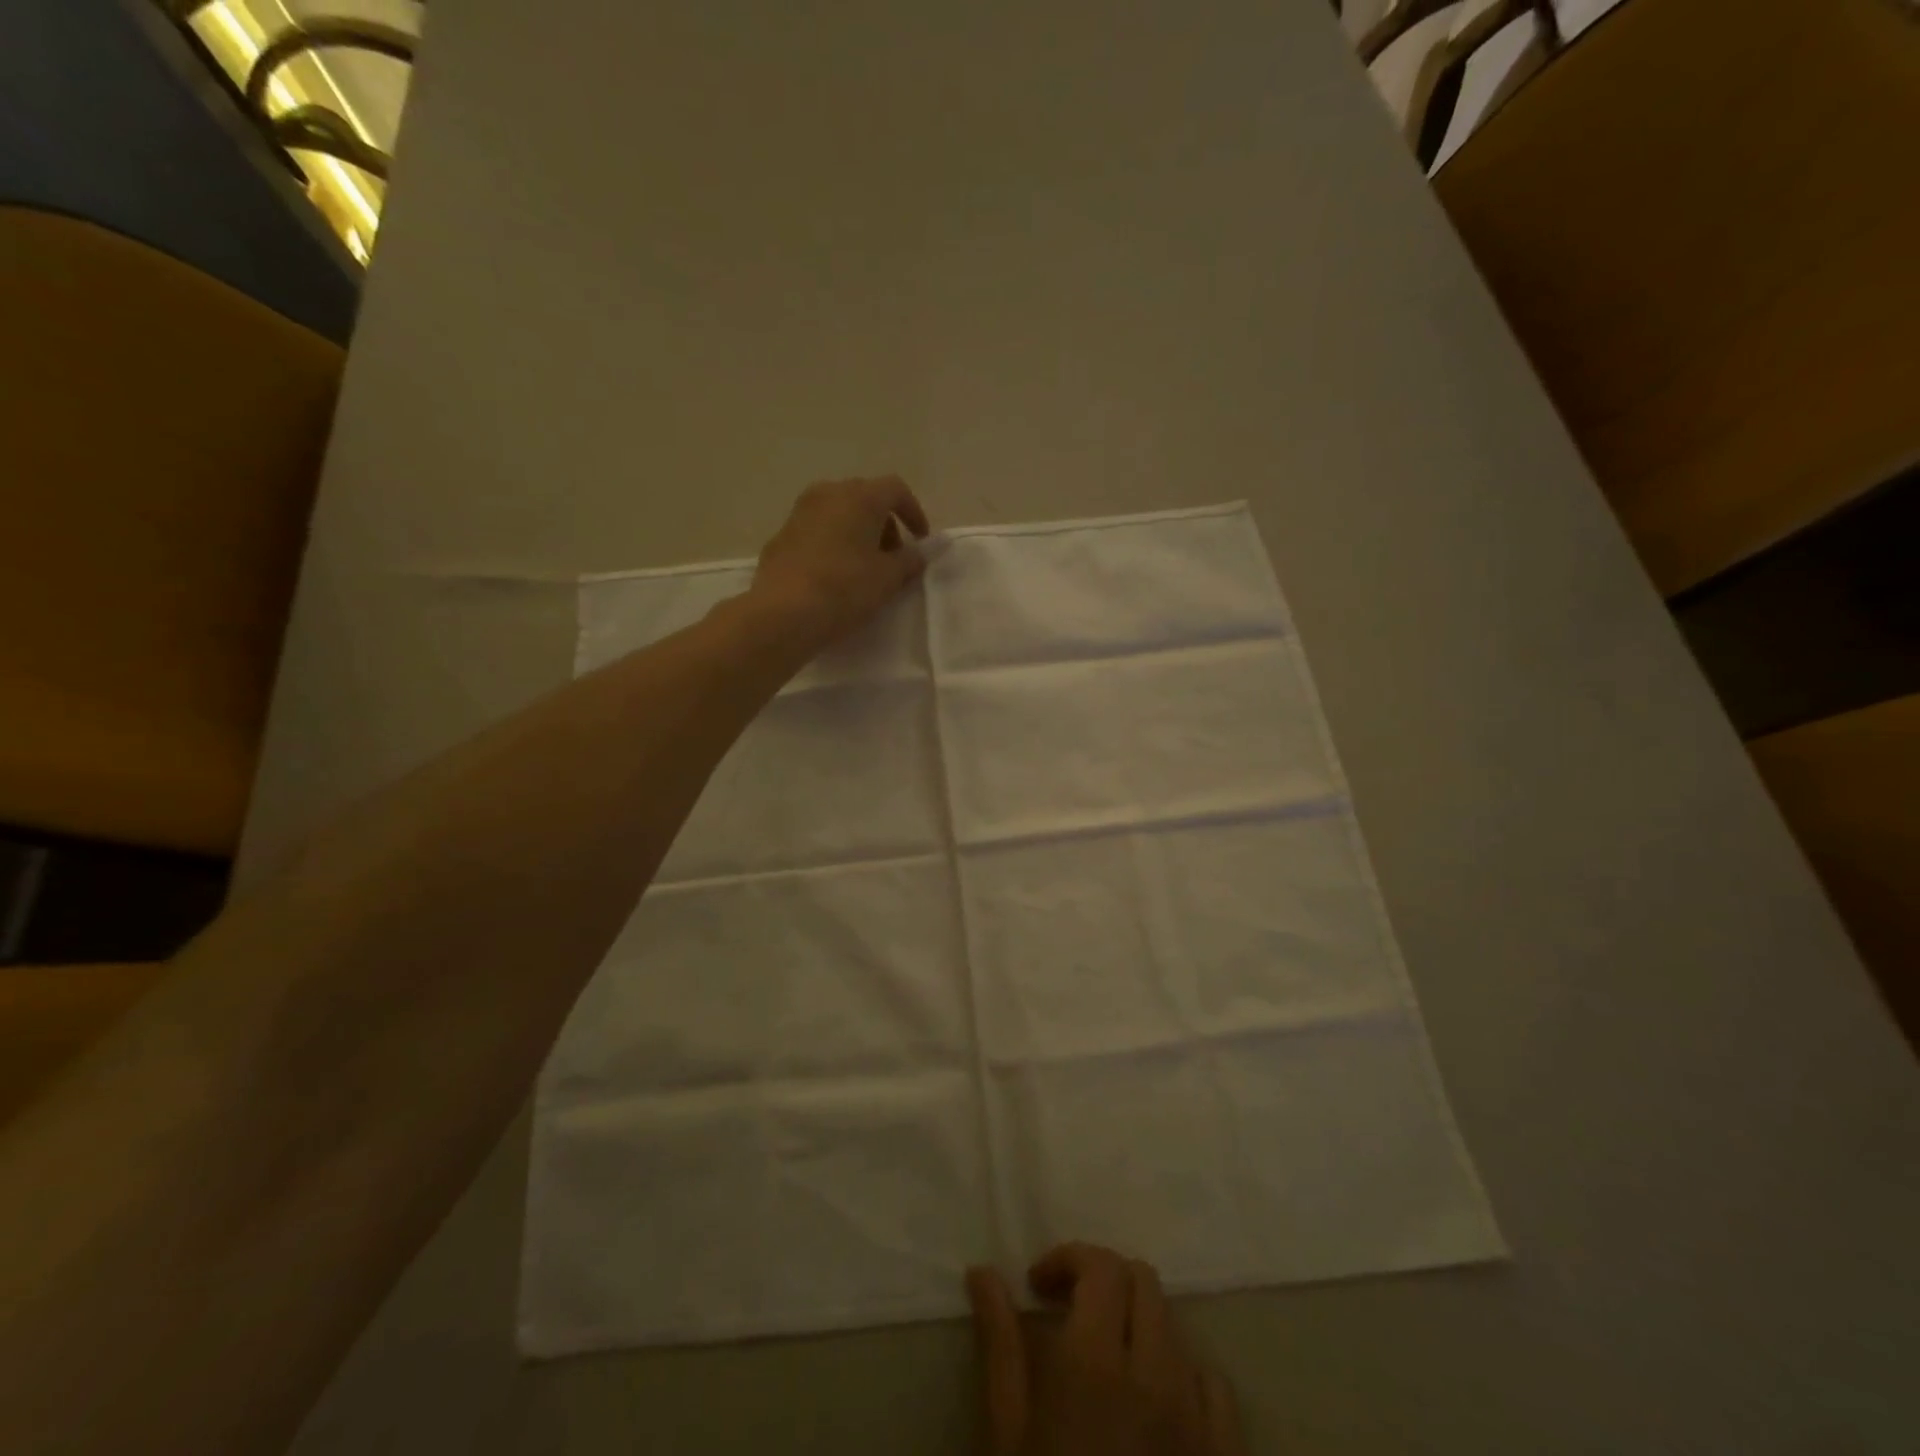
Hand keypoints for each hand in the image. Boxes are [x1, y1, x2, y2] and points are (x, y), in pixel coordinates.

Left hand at [751, 476, 930, 649]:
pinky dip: (833, 545)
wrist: (783, 612)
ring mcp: (799, 512)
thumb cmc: (845, 588)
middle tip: (893, 559)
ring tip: (864, 569)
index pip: (895, 490)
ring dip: (857, 534)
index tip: (920, 541)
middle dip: (884, 525)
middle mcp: (828, 493)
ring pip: (839, 514)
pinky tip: (834, 576)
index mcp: (859, 497)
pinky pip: (817, 532)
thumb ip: (909, 561)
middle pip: (865, 498)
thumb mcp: (889, 579)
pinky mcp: (780, 536)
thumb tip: (918, 553)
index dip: (914, 513)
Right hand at [968, 1244, 1244, 1455]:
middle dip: (1103, 1280)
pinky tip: (1155, 1401)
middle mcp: (1154, 1373)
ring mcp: (1196, 1416)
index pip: (1100, 1266)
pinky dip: (1182, 1374)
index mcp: (1096, 1362)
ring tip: (1107, 1356)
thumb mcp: (1008, 1428)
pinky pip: (1213, 1385)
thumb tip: (982, 1271)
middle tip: (1069, 1309)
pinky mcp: (1224, 1454)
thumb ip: (1000, 1341)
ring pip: (1174, 1326)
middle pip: (1142, 1281)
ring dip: (1138, 1322)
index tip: (1037, 1286)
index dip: (1067, 1259)